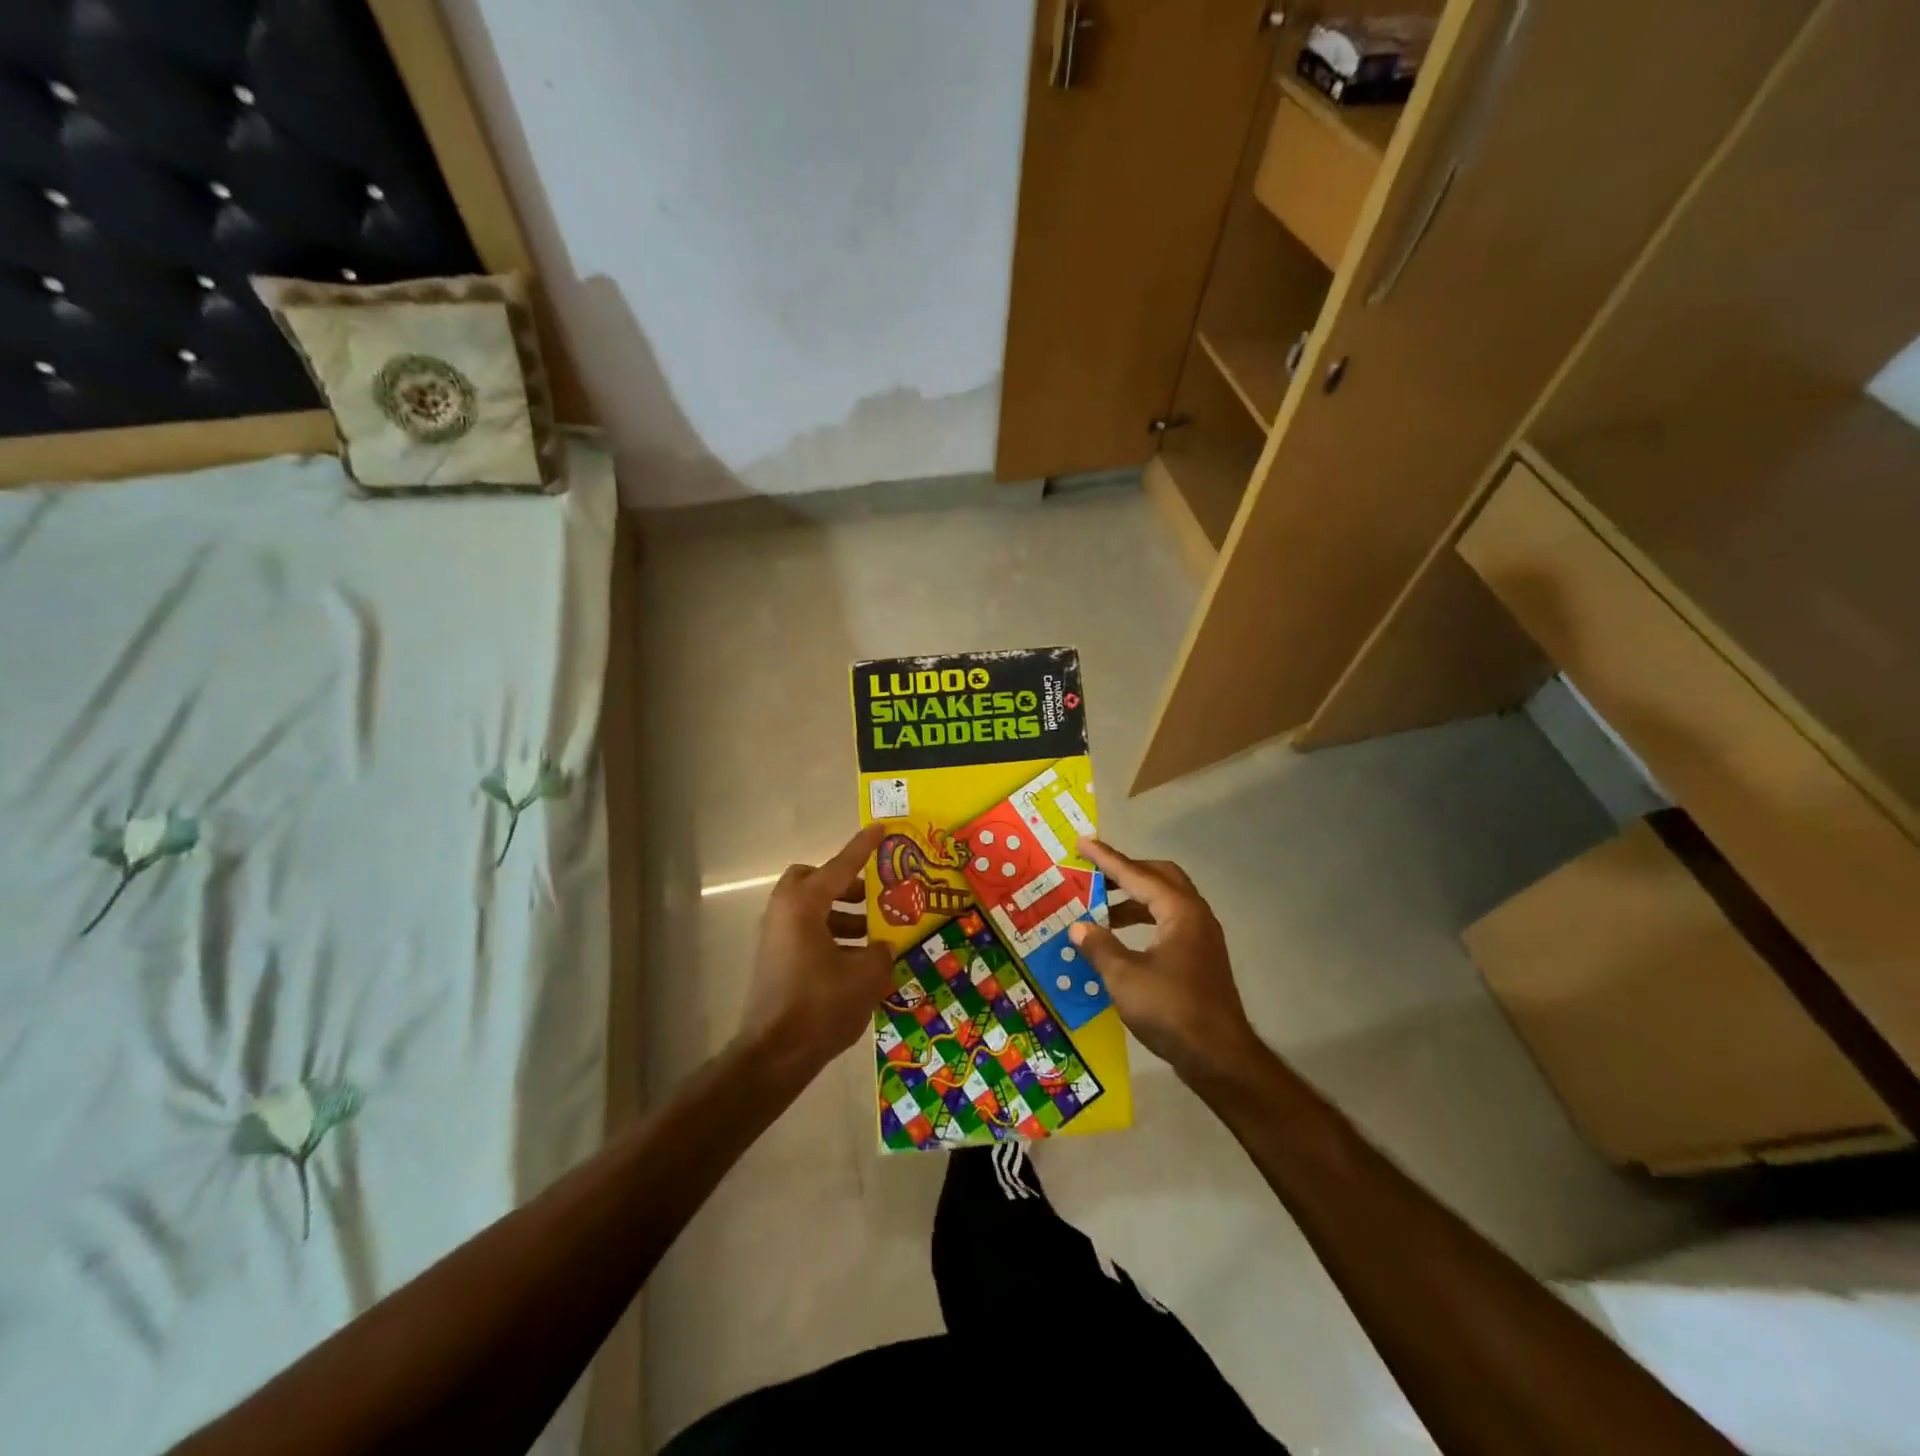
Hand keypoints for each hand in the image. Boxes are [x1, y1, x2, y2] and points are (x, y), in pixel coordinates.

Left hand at [737, 823, 893, 1079]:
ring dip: (842, 916)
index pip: (840, 866)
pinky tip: (857, 964)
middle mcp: (784, 912)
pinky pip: (806, 934)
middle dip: (844, 885)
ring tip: (875, 938)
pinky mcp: (775, 962)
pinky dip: (831, 938)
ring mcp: (775, 938)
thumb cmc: (820, 1005)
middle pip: (814, 881)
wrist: (773, 1056)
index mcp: (804, 904)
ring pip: (811, 911)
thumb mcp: (865, 975)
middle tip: (872, 897)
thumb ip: (880, 952)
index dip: (863, 847)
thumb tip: (882, 946)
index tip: (880, 828)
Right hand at [1069, 839, 1264, 1084]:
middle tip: (1093, 874)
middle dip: (1125, 872)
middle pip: (1159, 877)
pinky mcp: (1199, 958)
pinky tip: (1119, 940)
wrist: (1219, 1058)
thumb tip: (1078, 926)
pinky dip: (1142, 921)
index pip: (1136, 875)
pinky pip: (1167, 922)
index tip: (1083, 843)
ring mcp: (1201, 937)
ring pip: (1164, 901)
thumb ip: (1100, 946)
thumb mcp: (1125, 978)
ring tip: (1099, 910)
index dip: (1106, 859)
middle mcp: (1194, 915)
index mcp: (1179, 911)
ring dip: (1132, 900)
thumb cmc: (1172, 1011)